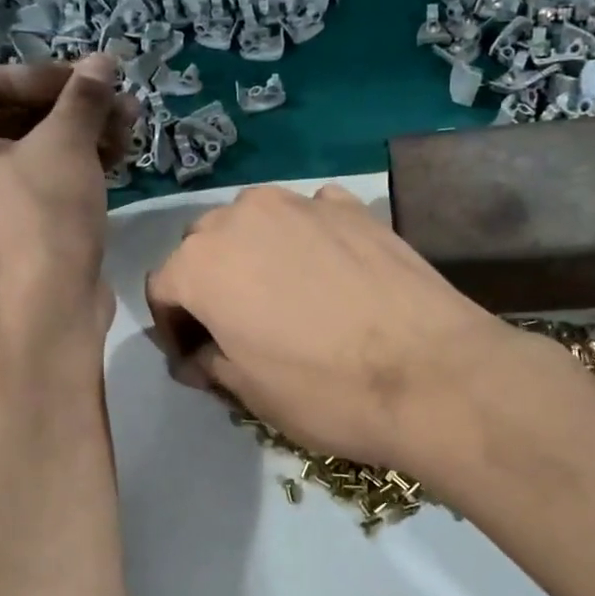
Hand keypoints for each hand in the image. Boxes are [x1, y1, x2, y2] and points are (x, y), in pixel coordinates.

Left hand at [0, 54, 133, 336]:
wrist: (48, 306)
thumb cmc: (41, 213)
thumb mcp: (64, 143)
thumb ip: (83, 96)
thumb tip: (104, 61)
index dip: (32, 73)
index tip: (80, 84)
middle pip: (13, 112)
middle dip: (69, 103)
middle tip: (117, 100)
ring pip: (38, 146)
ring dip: (83, 130)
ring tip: (130, 124)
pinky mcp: (24, 225)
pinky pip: (48, 178)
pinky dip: (81, 162)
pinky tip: (120, 155)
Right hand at [145, 184, 518, 471]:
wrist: (431, 373)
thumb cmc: (325, 390)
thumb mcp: (249, 391)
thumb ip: (211, 361)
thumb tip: (201, 354)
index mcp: (201, 264)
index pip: (162, 288)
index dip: (173, 327)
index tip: (195, 358)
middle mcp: (243, 217)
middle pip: (205, 246)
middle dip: (210, 284)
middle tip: (235, 327)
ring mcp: (302, 203)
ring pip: (256, 223)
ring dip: (255, 255)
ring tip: (283, 296)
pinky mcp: (354, 207)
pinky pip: (310, 216)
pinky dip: (307, 239)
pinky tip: (330, 272)